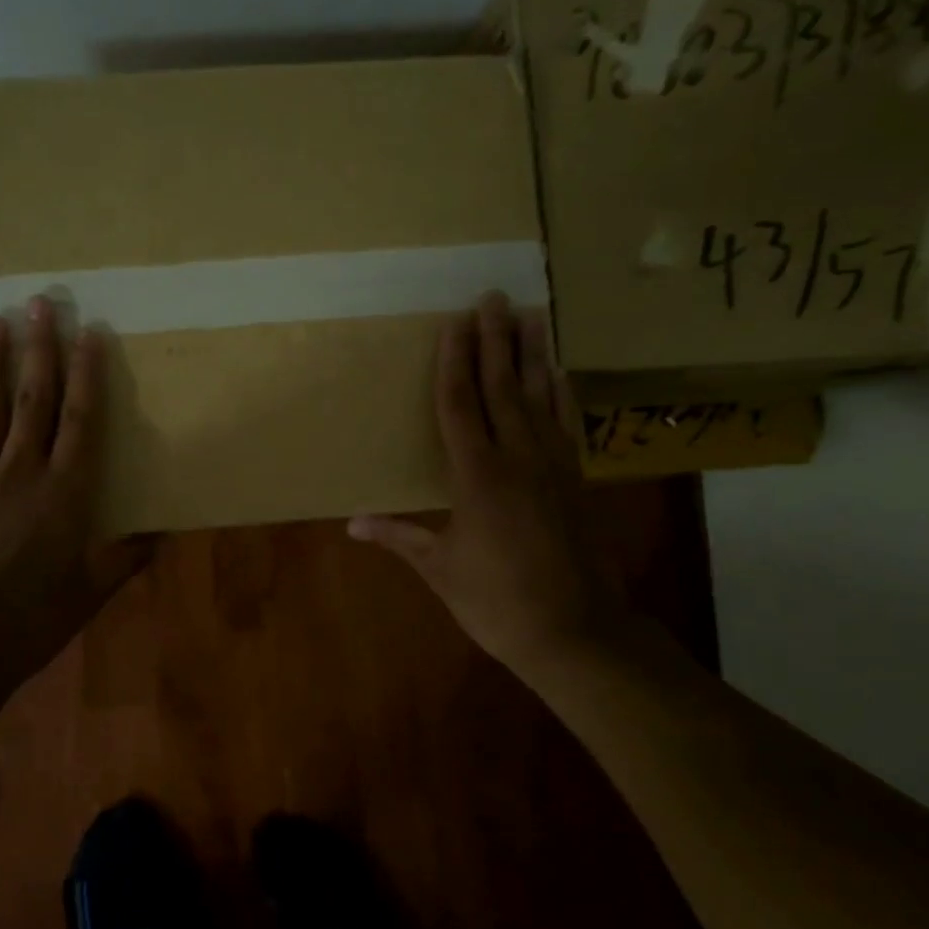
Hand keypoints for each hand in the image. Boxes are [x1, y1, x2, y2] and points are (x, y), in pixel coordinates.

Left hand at [0, 298, 149, 689]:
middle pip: (33, 399)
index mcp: (65, 494)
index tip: (90, 334)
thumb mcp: (90, 593)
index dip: (86, 374)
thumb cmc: (32, 620)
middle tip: (41, 304)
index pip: (80, 420)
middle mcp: (22, 472)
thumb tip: (161, 533)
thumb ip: (125, 558)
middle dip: (39, 349)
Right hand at [348, 293, 629, 681]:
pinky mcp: (575, 480)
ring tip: (532, 316)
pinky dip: (560, 393)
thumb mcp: (440, 569)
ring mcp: (552, 466)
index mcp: (477, 476)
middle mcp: (518, 458)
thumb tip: (352, 523)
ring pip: (540, 397)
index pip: (461, 404)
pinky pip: (564, 423)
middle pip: (503, 387)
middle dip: (496, 340)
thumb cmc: (497, 601)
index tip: (455, 322)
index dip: (455, 361)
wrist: (576, 632)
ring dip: (533, 355)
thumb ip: (400, 536)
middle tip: (495, 297)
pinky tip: (559, 374)